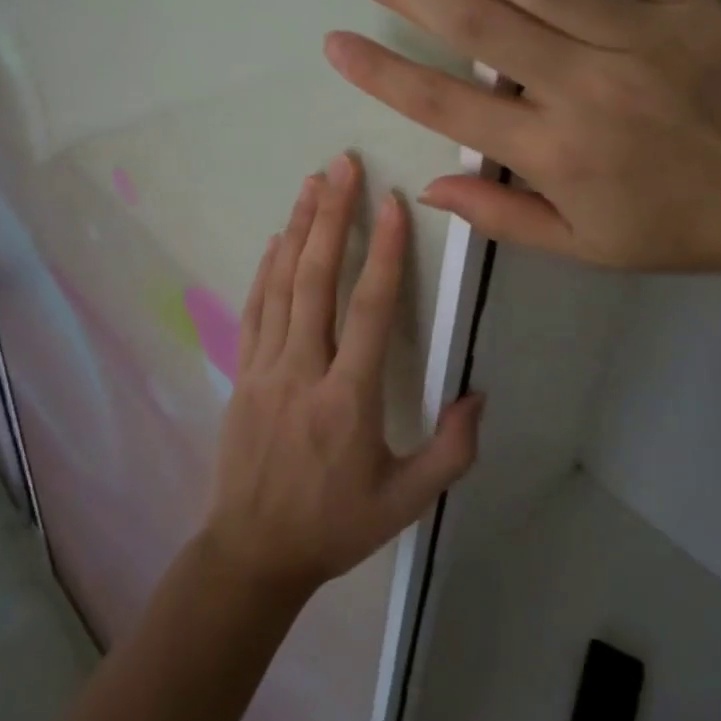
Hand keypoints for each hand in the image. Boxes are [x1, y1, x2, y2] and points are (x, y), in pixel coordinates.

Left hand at [202, 153, 484, 599]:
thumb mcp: (406, 502)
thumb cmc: (335, 526)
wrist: (252, 554)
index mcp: (348, 399)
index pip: (370, 310)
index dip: (383, 252)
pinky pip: (255, 310)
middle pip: (316, 279)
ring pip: (282, 285)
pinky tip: (277, 240)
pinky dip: (266, 270)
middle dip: (331, 216)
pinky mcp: (243, 374)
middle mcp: (303, 370)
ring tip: (311, 183)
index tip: (392, 203)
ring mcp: (266, 369)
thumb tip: (478, 395)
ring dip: (298, 229)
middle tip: (342, 166)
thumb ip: (450, 451)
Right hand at [323, 0, 720, 275]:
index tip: (337, 41)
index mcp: (555, 154)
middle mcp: (585, 89)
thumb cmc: (681, 228)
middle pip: (478, 29)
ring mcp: (642, 36)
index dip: (385, 74)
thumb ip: (503, 216)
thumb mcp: (585, 246)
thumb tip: (429, 187)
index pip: (448, 107)